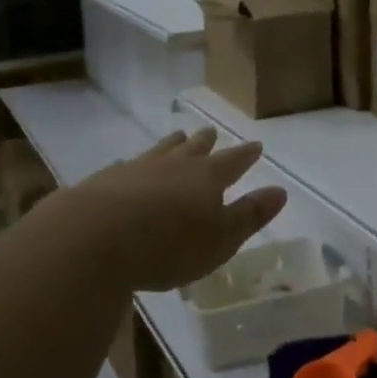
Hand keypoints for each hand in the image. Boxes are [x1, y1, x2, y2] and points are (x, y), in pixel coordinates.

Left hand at [69, 127, 286, 292]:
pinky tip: (127, 166)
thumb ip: (249, 215)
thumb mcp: (221, 239)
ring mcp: (137, 169)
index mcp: (207, 178)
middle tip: (211, 132)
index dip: (246, 155)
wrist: (96, 238)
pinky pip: (126, 166)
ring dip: (172, 144)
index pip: (233, 161)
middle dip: (206, 142)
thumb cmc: (169, 245)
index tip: (256, 145)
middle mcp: (174, 165)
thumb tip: (280, 191)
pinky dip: (133, 165)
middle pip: (195, 148)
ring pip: (161, 150)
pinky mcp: (105, 181)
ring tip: (178, 135)